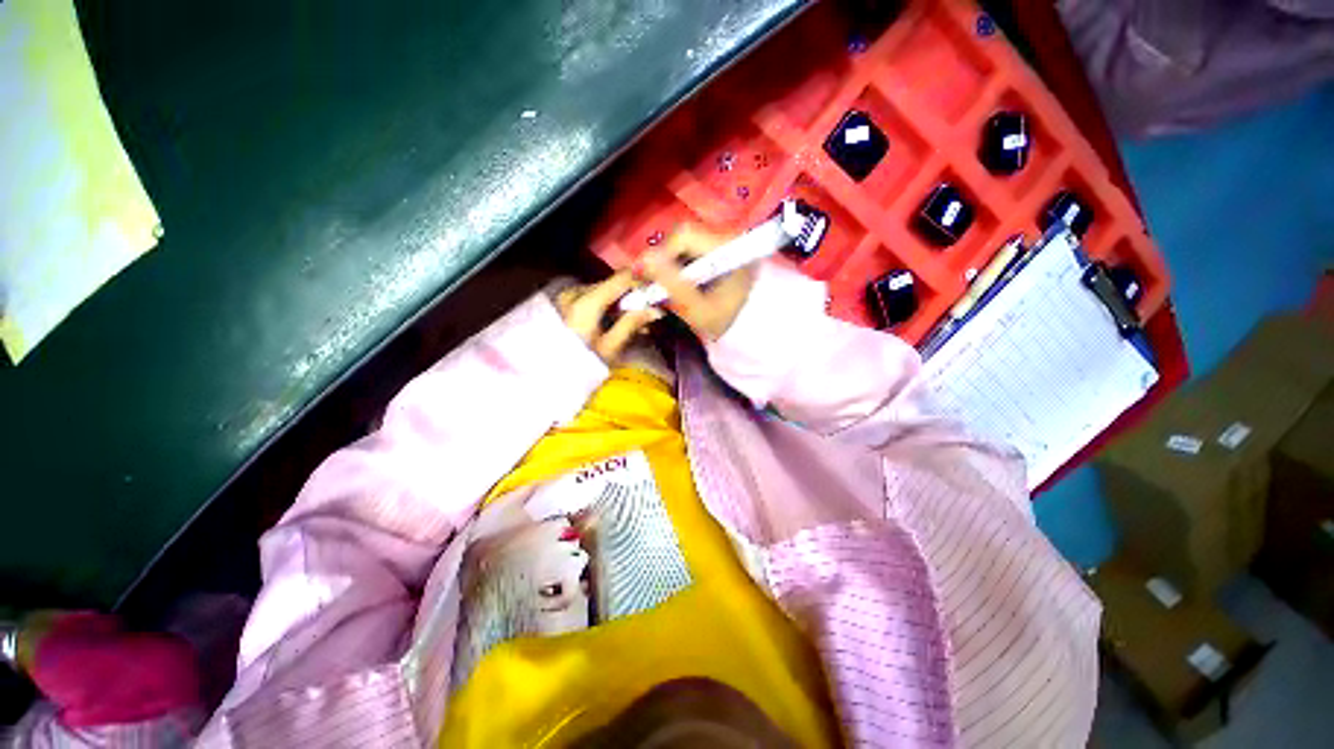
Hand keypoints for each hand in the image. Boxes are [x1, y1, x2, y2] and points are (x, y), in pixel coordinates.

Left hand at [555, 272, 660, 364]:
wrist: (546, 375)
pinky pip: (593, 298)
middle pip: (613, 285)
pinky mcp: (565, 304)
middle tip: (649, 315)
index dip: (643, 284)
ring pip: (605, 291)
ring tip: (637, 324)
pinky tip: (618, 323)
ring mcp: (568, 297)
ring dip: (622, 304)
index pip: (622, 279)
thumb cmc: (579, 364)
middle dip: (633, 298)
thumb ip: (632, 324)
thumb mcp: (610, 347)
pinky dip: (608, 308)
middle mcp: (575, 292)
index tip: (658, 296)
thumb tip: (655, 310)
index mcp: (586, 302)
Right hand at [638, 226, 756, 340]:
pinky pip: (689, 253)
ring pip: (683, 245)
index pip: (684, 236)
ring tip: (656, 287)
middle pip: (682, 238)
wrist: (753, 330)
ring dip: (666, 264)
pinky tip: (671, 284)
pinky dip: (675, 267)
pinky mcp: (718, 252)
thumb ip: (673, 285)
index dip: (658, 254)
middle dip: (660, 260)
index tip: (641, 276)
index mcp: (728, 246)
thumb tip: (643, 261)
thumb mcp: (700, 310)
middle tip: (646, 284)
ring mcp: (722, 243)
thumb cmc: (730, 324)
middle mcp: (726, 236)